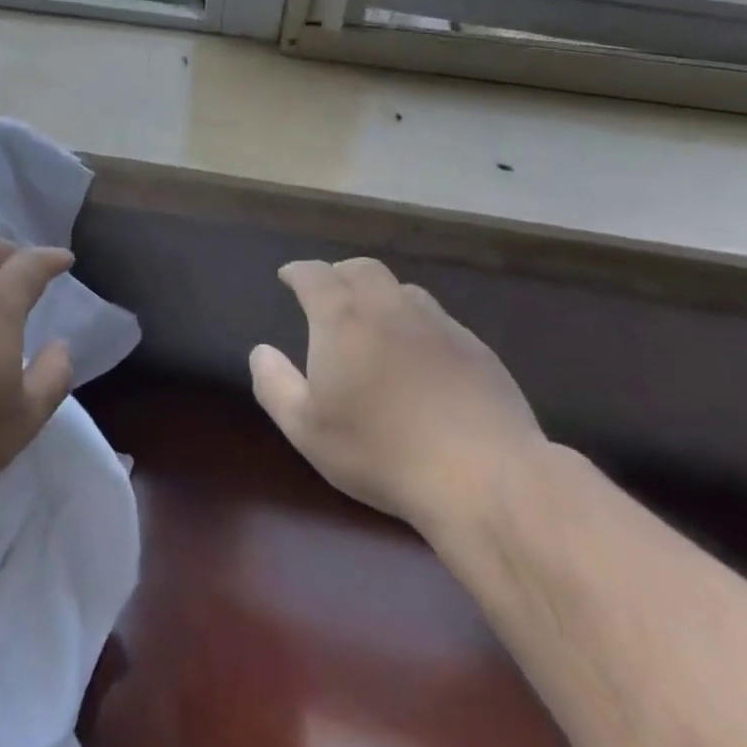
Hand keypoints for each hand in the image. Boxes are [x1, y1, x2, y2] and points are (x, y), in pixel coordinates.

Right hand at [250, 258, 544, 530]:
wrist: (484, 477)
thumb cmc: (381, 452)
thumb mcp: (307, 429)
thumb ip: (275, 385)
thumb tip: (262, 351)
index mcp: (343, 321)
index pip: (315, 276)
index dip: (298, 272)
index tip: (287, 277)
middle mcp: (389, 309)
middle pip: (362, 269)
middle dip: (339, 273)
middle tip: (329, 291)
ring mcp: (439, 326)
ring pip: (403, 290)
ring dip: (380, 295)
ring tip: (373, 319)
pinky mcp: (476, 350)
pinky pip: (437, 320)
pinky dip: (416, 323)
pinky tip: (419, 355)